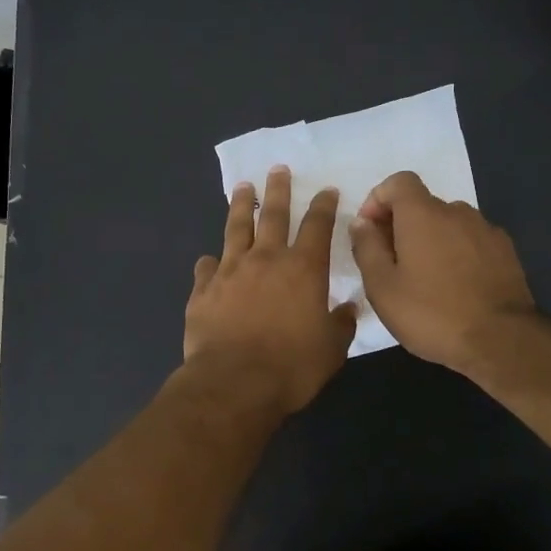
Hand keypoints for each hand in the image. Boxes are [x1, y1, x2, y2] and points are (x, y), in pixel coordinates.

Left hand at [183, 167, 357, 415]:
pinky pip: (206, 268)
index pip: (317, 226)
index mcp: (303, 269)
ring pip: (236, 228)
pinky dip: (209, 262)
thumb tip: (347, 309)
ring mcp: (230, 271)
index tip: (326, 189)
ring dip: (241, 206)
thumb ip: (340, 324)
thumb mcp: (331, 349)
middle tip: (277, 168)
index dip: (323, 205)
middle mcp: (266, 259)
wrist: (234, 383)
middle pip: (273, 214)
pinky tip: (208, 260)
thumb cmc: (292, 366)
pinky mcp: (203, 290)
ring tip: (242, 188)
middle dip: (278, 189)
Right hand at [348, 170, 534, 372]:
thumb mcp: (382, 287)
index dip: (379, 199)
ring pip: (448, 224)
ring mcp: (486, 230)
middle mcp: (457, 211)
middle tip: (392, 264)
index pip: (399, 181)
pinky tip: (455, 286)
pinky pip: (471, 240)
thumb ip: (366, 247)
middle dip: (402, 225)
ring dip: (431, 240)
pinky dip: (457, 252)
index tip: (370, 231)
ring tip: (425, 279)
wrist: (502, 341)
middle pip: (422, 204)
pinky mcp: (506, 251)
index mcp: (423, 214)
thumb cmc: (432, 313)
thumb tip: (361, 222)